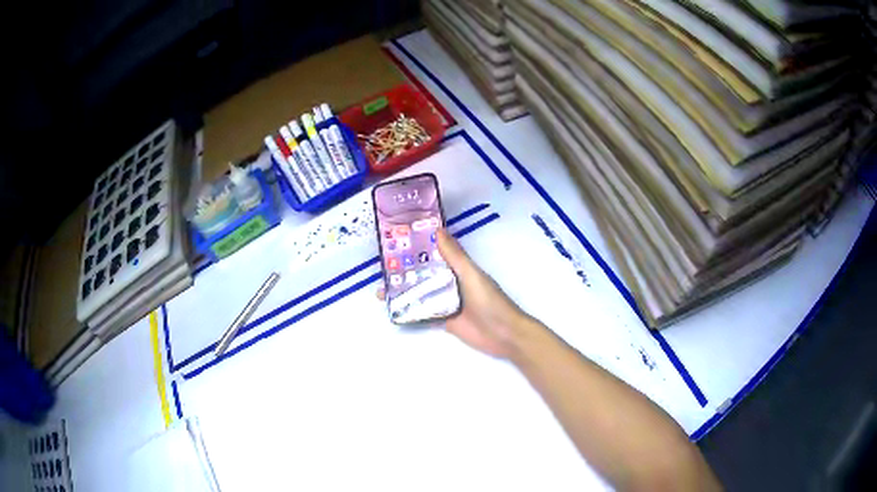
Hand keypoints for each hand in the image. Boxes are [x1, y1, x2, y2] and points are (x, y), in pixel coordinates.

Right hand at [379, 229, 531, 357]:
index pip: (434, 254)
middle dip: (404, 271)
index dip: (417, 248)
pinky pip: (423, 313)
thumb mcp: (471, 275)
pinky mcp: (443, 320)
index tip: (395, 242)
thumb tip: (437, 230)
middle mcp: (450, 282)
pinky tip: (393, 309)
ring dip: (403, 291)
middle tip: (381, 269)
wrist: (503, 334)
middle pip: (423, 274)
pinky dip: (410, 310)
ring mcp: (446, 302)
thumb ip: (455, 256)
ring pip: (421, 293)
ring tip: (381, 289)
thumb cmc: (490, 301)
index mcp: (458, 268)